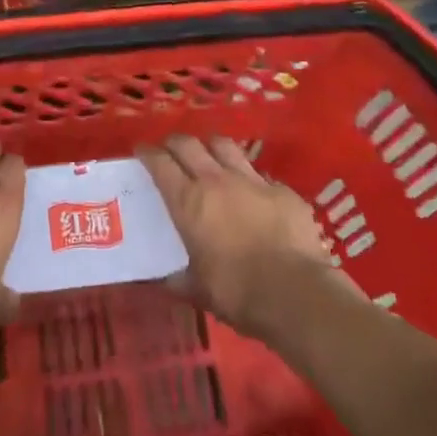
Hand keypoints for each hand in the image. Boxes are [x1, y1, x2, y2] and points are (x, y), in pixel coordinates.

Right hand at [139, 135, 356, 338]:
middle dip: (175, 142)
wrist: (295, 293)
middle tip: (170, 149)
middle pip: (189, 144)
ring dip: (211, 147)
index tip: (141, 150)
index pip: (160, 163)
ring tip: (209, 156)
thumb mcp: (196, 290)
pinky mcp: (283, 190)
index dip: (147, 153)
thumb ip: (178, 278)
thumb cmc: (236, 292)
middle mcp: (217, 180)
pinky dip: (250, 179)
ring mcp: (252, 181)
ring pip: (225, 146)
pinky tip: (253, 193)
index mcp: (189, 201)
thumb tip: (165, 279)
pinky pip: (260, 175)